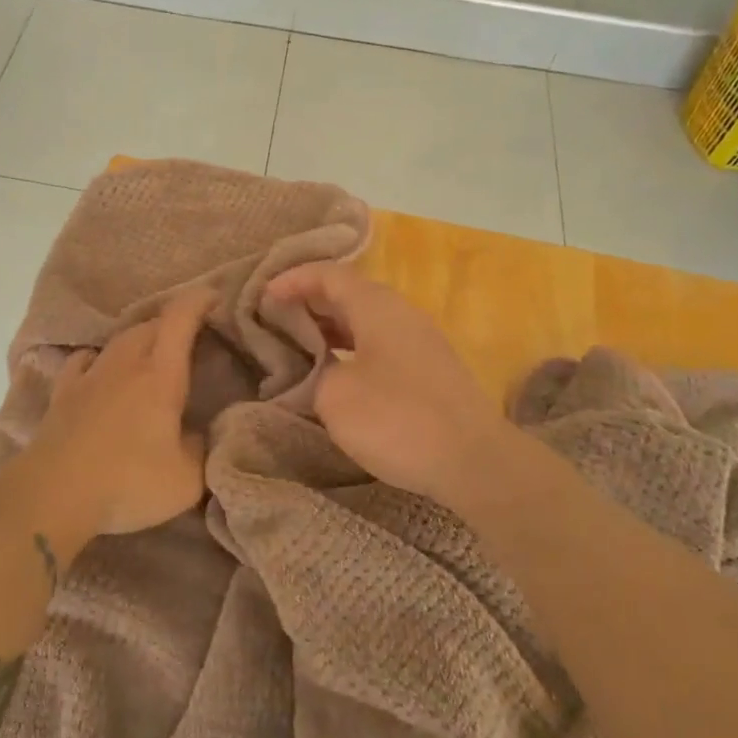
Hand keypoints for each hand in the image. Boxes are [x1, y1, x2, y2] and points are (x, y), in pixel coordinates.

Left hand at [15, 287, 215, 538]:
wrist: (53, 495)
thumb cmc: (127, 483)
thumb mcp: (186, 480)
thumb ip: (200, 450)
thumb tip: (198, 434)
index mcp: (160, 376)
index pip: (180, 320)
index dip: (197, 301)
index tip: (213, 297)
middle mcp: (124, 365)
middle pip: (149, 326)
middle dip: (172, 323)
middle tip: (189, 337)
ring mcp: (89, 377)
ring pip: (118, 340)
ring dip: (138, 339)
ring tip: (150, 353)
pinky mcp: (62, 395)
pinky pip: (83, 361)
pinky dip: (98, 358)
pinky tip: (99, 368)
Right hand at [265, 263, 512, 506]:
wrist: (474, 461)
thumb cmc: (398, 419)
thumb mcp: (336, 396)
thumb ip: (315, 373)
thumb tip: (317, 371)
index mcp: (377, 307)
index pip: (329, 275)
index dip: (293, 279)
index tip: (262, 296)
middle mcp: (401, 314)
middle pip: (348, 293)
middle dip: (309, 302)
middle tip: (274, 319)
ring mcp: (419, 341)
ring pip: (365, 320)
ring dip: (330, 327)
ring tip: (298, 343)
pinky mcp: (429, 370)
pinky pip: (379, 343)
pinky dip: (350, 347)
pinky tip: (335, 371)